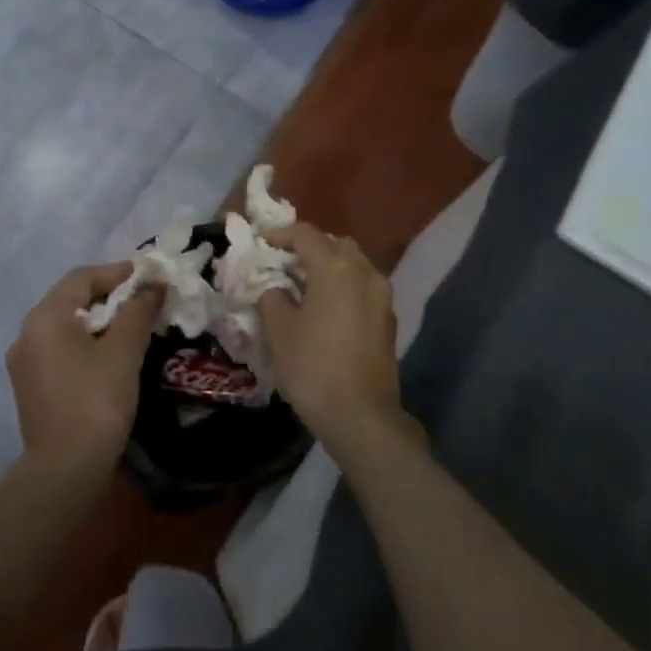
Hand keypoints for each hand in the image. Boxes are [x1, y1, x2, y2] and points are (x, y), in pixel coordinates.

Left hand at [6, 263, 159, 475]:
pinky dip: (85, 344)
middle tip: (144, 301)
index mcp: (45, 317)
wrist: (65, 468)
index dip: (117, 272)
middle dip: (109, 296)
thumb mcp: (124, 350)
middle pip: (71, 300)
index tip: (148, 278)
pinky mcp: (31, 388)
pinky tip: (110, 358)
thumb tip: (153, 285)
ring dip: (98, 321)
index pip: (82, 277)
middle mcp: (27, 334)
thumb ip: (138, 311)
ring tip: (132, 328)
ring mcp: (25, 363)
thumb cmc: (96, 399)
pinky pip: (60, 351)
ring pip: (65, 327)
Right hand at [257, 225, 411, 462]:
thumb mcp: (279, 330)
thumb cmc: (313, 367)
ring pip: (353, 265)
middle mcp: (365, 271)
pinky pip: (362, 288)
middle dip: (308, 249)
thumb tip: (275, 289)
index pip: (305, 234)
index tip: (261, 242)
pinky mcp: (388, 319)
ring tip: (304, 286)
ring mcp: (382, 295)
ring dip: (329, 267)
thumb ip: (272, 297)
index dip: (280, 234)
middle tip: (283, 264)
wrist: (362, 416)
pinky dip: (343, 287)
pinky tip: (326, 308)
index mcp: (336, 267)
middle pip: (334, 245)